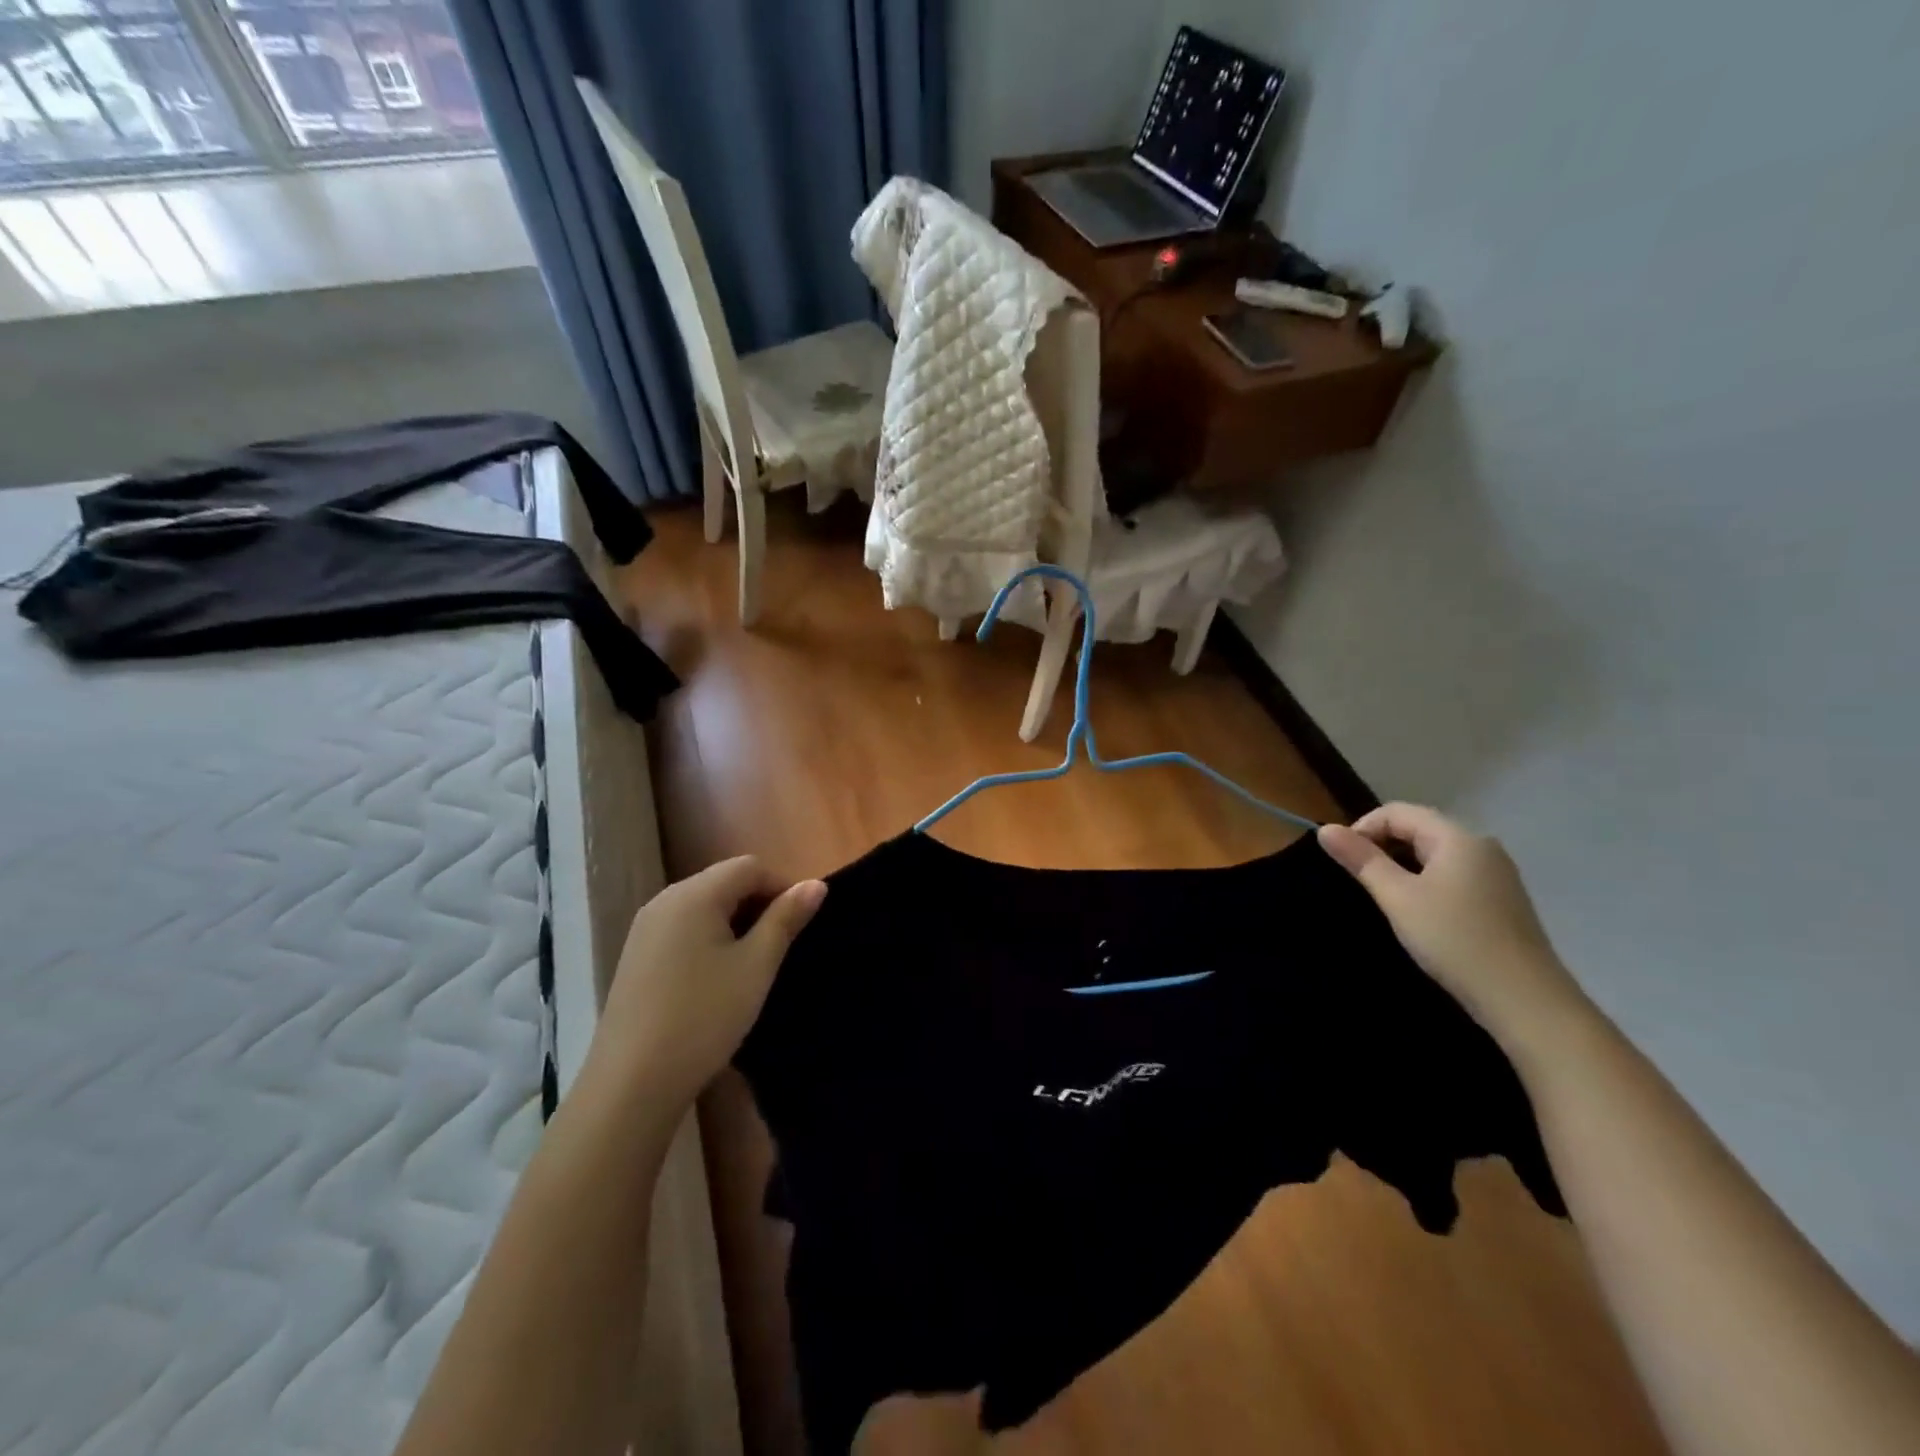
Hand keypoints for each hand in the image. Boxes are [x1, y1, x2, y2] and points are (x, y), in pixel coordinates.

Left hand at [587, 857, 826, 1112]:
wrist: (632, 1083)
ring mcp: (645, 928)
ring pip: (703, 905)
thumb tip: (815, 884)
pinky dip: (708, 937)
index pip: (750, 866)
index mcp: (695, 894)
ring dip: (735, 921)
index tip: (801, 923)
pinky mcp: (636, 956)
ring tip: (754, 961)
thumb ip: (786, 918)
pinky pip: (682, 927)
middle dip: (759, 903)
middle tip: (781, 944)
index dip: (782, 886)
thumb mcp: (756, 966)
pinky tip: (717, 976)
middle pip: (724, 881)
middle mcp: (665, 900)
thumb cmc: (704, 1016)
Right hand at [1318, 803, 1589, 1050]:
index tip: (1343, 861)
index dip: (1363, 828)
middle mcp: (1481, 847)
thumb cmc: (1454, 941)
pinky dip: (1426, 882)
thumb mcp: (1398, 898)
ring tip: (1385, 898)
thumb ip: (1362, 860)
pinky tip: (1419, 913)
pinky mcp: (1502, 900)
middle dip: (1382, 847)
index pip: (1398, 812)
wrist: (1526, 1001)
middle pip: (1419, 828)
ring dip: (1403, 866)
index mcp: (1458, 837)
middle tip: (1359, 881)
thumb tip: (1325, 829)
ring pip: (1435, 854)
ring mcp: (1496, 874)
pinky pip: (1453, 875)